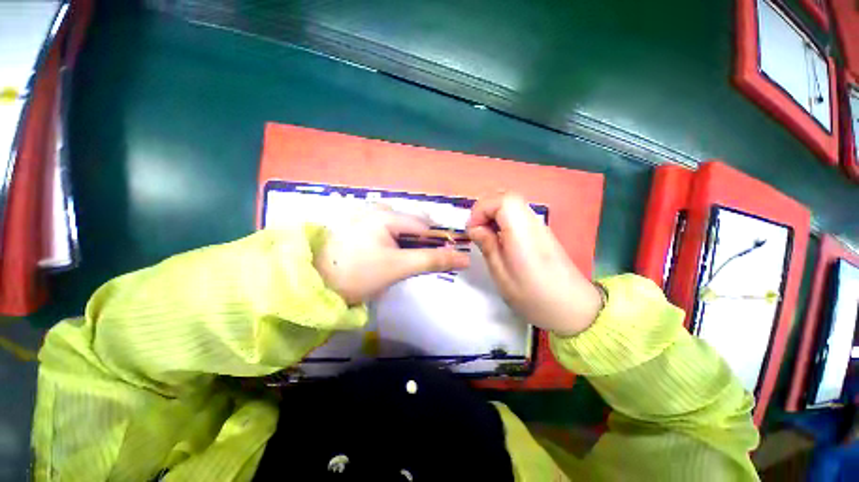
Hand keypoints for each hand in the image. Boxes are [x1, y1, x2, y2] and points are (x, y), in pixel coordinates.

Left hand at [315, 205, 470, 305]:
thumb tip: (465, 259)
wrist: (315, 284)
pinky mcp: (357, 223)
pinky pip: (386, 228)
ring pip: (399, 226)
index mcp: (386, 214)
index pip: (424, 225)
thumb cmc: (358, 275)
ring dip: (405, 242)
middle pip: (412, 223)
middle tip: (409, 263)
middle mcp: (376, 207)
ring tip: (395, 261)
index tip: (435, 260)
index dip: (435, 242)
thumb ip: (433, 260)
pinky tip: (382, 253)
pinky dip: (392, 240)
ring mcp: (365, 214)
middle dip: (417, 242)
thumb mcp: (399, 267)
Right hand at [466, 193, 602, 336]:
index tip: (472, 230)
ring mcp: (539, 226)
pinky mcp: (541, 233)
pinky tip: (499, 239)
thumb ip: (487, 246)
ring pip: (512, 205)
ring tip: (484, 236)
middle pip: (507, 197)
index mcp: (522, 232)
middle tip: (476, 230)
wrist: (573, 309)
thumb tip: (475, 228)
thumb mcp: (502, 275)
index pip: (502, 200)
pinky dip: (502, 220)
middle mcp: (533, 222)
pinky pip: (517, 216)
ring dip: (493, 214)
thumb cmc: (533, 296)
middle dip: (485, 209)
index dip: (482, 209)